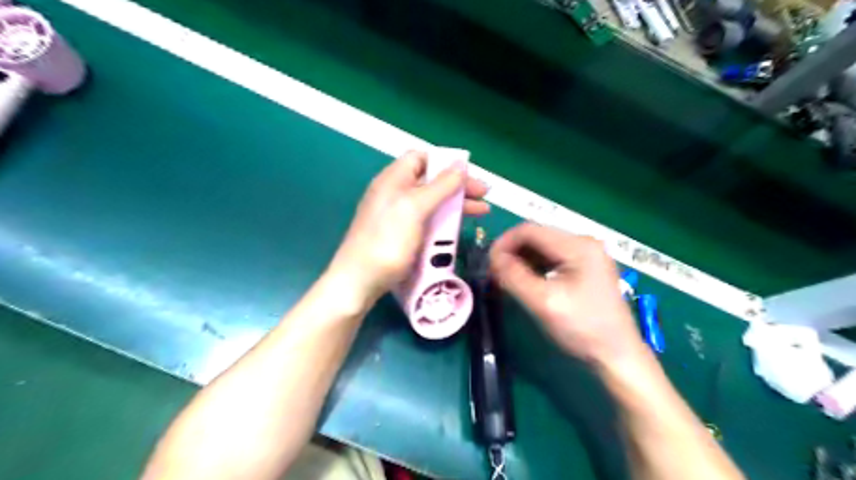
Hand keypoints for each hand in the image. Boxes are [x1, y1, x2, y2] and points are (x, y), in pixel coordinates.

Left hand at [331, 151, 487, 303]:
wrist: (360, 280)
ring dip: (456, 204)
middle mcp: (395, 193)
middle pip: (430, 181)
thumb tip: (460, 164)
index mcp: (394, 179)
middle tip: (484, 195)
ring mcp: (397, 215)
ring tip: (482, 212)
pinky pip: (427, 220)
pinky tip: (460, 228)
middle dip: (458, 186)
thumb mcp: (415, 208)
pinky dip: (444, 221)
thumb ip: (440, 185)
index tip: (467, 173)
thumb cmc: (388, 240)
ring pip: (431, 202)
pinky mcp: (401, 234)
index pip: (420, 158)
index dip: (444, 162)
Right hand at [489, 223, 649, 364]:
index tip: (488, 264)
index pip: (530, 230)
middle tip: (495, 273)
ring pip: (543, 246)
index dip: (504, 243)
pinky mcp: (586, 266)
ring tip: (507, 278)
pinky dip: (535, 265)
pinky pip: (552, 257)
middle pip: (537, 236)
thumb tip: (493, 258)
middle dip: (512, 251)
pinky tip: (526, 280)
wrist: (617, 356)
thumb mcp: (544, 303)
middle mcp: (584, 242)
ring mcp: (587, 254)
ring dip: (522, 258)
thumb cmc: (582, 329)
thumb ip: (514, 276)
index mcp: (578, 246)